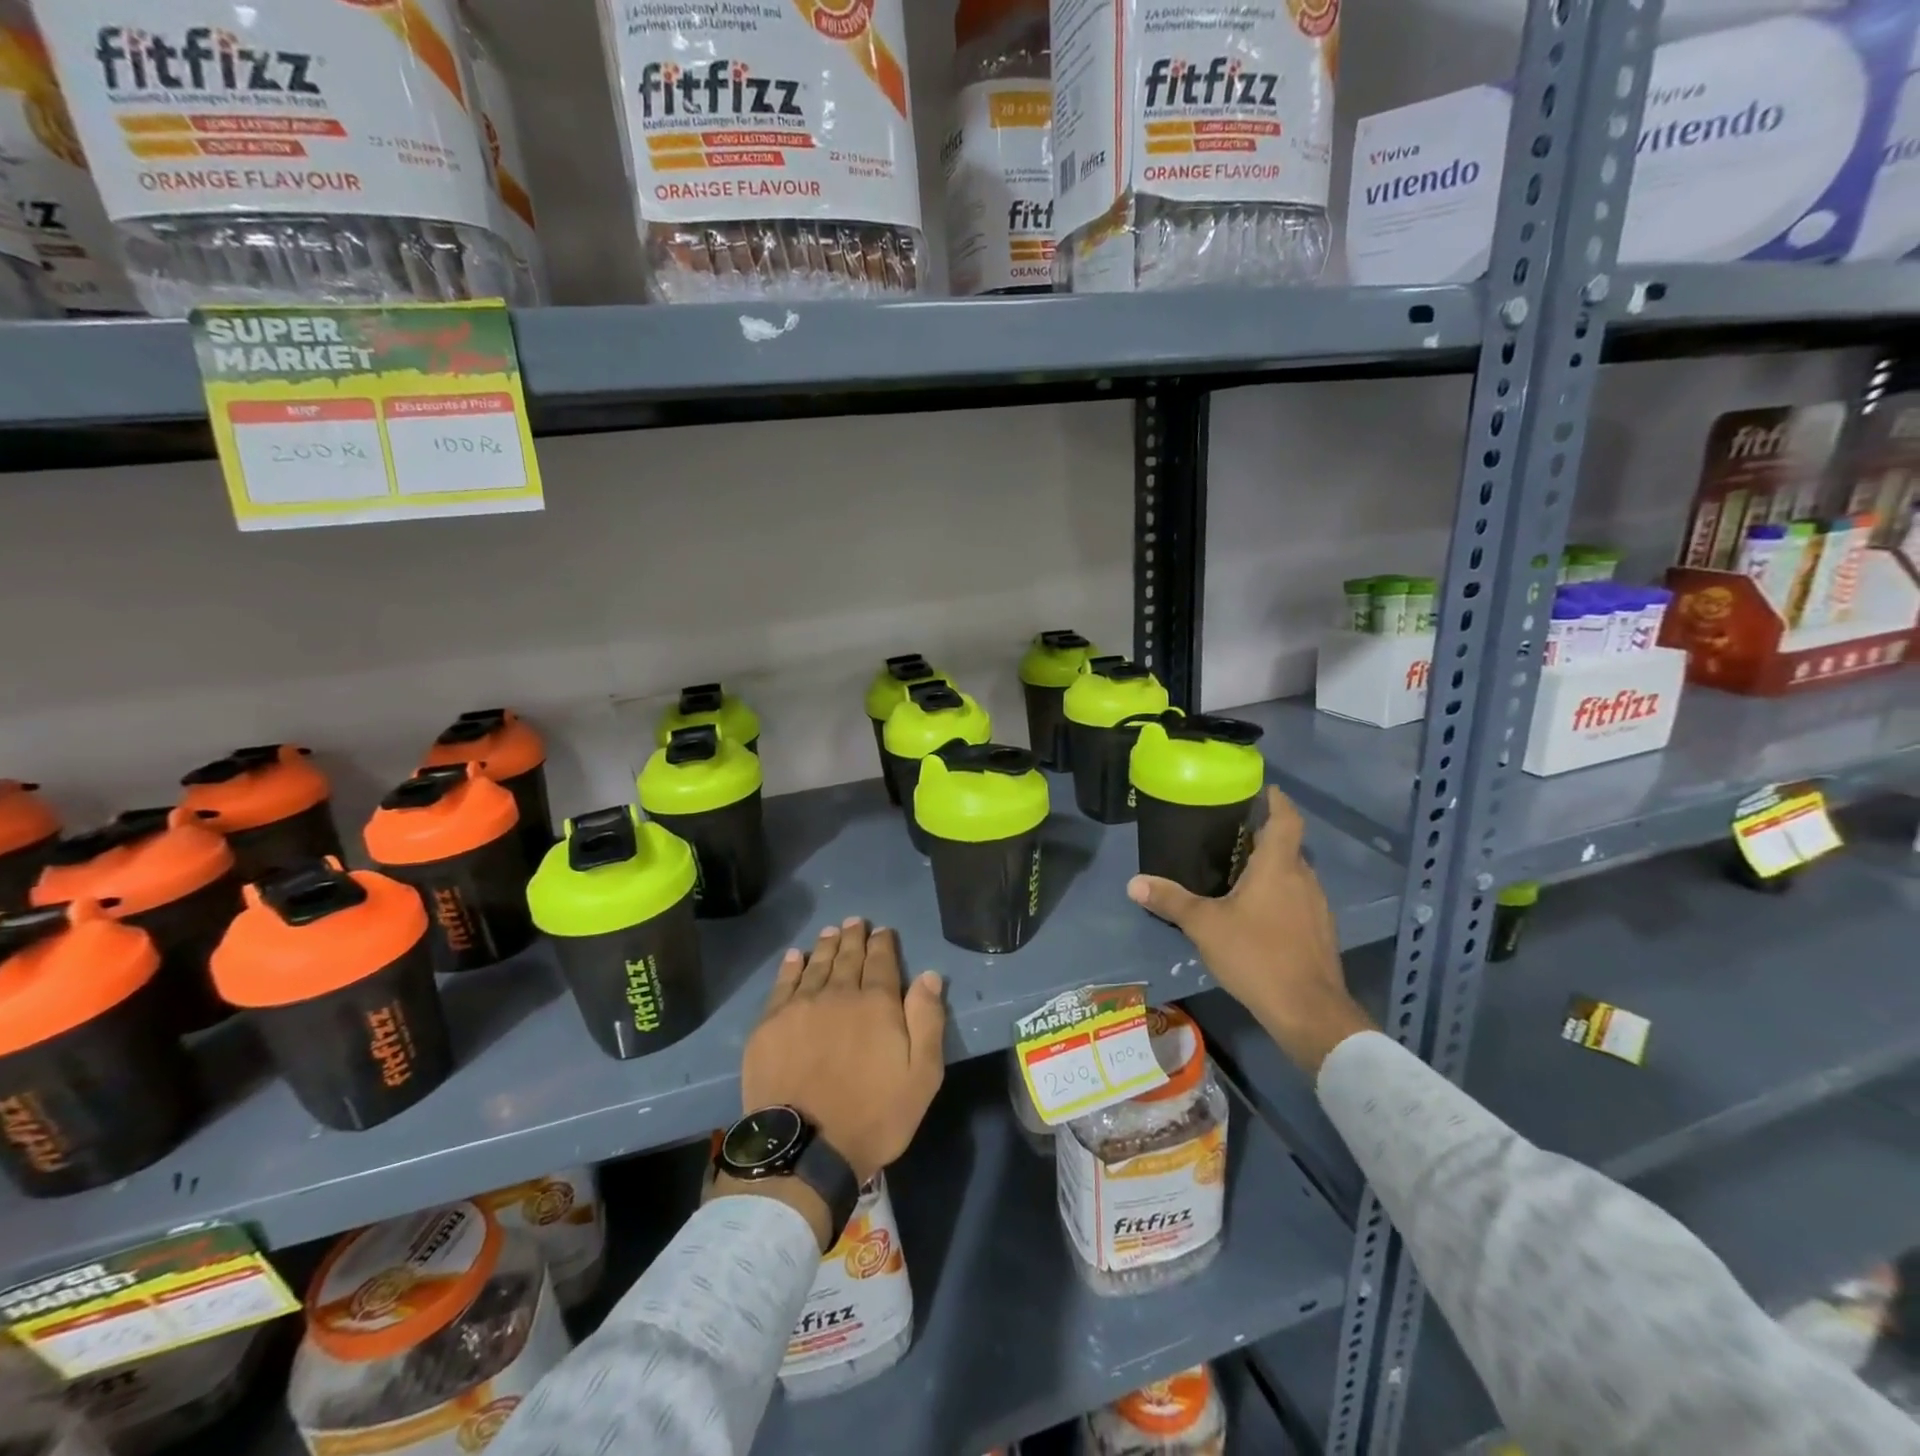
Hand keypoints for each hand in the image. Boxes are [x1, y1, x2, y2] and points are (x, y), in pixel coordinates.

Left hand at [740, 918, 946, 1185]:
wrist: (804, 1149)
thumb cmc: (873, 1116)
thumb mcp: (921, 1076)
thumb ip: (928, 1021)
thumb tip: (929, 976)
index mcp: (877, 1004)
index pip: (882, 962)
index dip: (883, 944)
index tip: (883, 931)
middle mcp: (838, 994)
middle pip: (848, 957)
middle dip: (854, 937)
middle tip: (855, 921)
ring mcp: (800, 1007)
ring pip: (816, 965)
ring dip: (826, 946)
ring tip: (831, 931)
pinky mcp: (770, 1025)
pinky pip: (782, 985)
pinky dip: (790, 967)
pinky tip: (794, 957)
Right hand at [1127, 785, 1373, 1075]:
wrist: (1308, 1011)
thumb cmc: (1256, 955)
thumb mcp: (1204, 926)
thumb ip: (1171, 901)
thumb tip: (1134, 882)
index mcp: (1279, 866)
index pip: (1286, 818)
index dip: (1276, 800)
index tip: (1262, 789)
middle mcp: (1303, 878)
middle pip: (1288, 846)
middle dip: (1264, 836)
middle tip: (1231, 835)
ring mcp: (1317, 907)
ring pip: (1294, 875)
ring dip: (1272, 868)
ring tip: (1239, 872)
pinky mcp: (1320, 932)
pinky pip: (1299, 900)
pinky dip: (1280, 895)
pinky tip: (1257, 913)